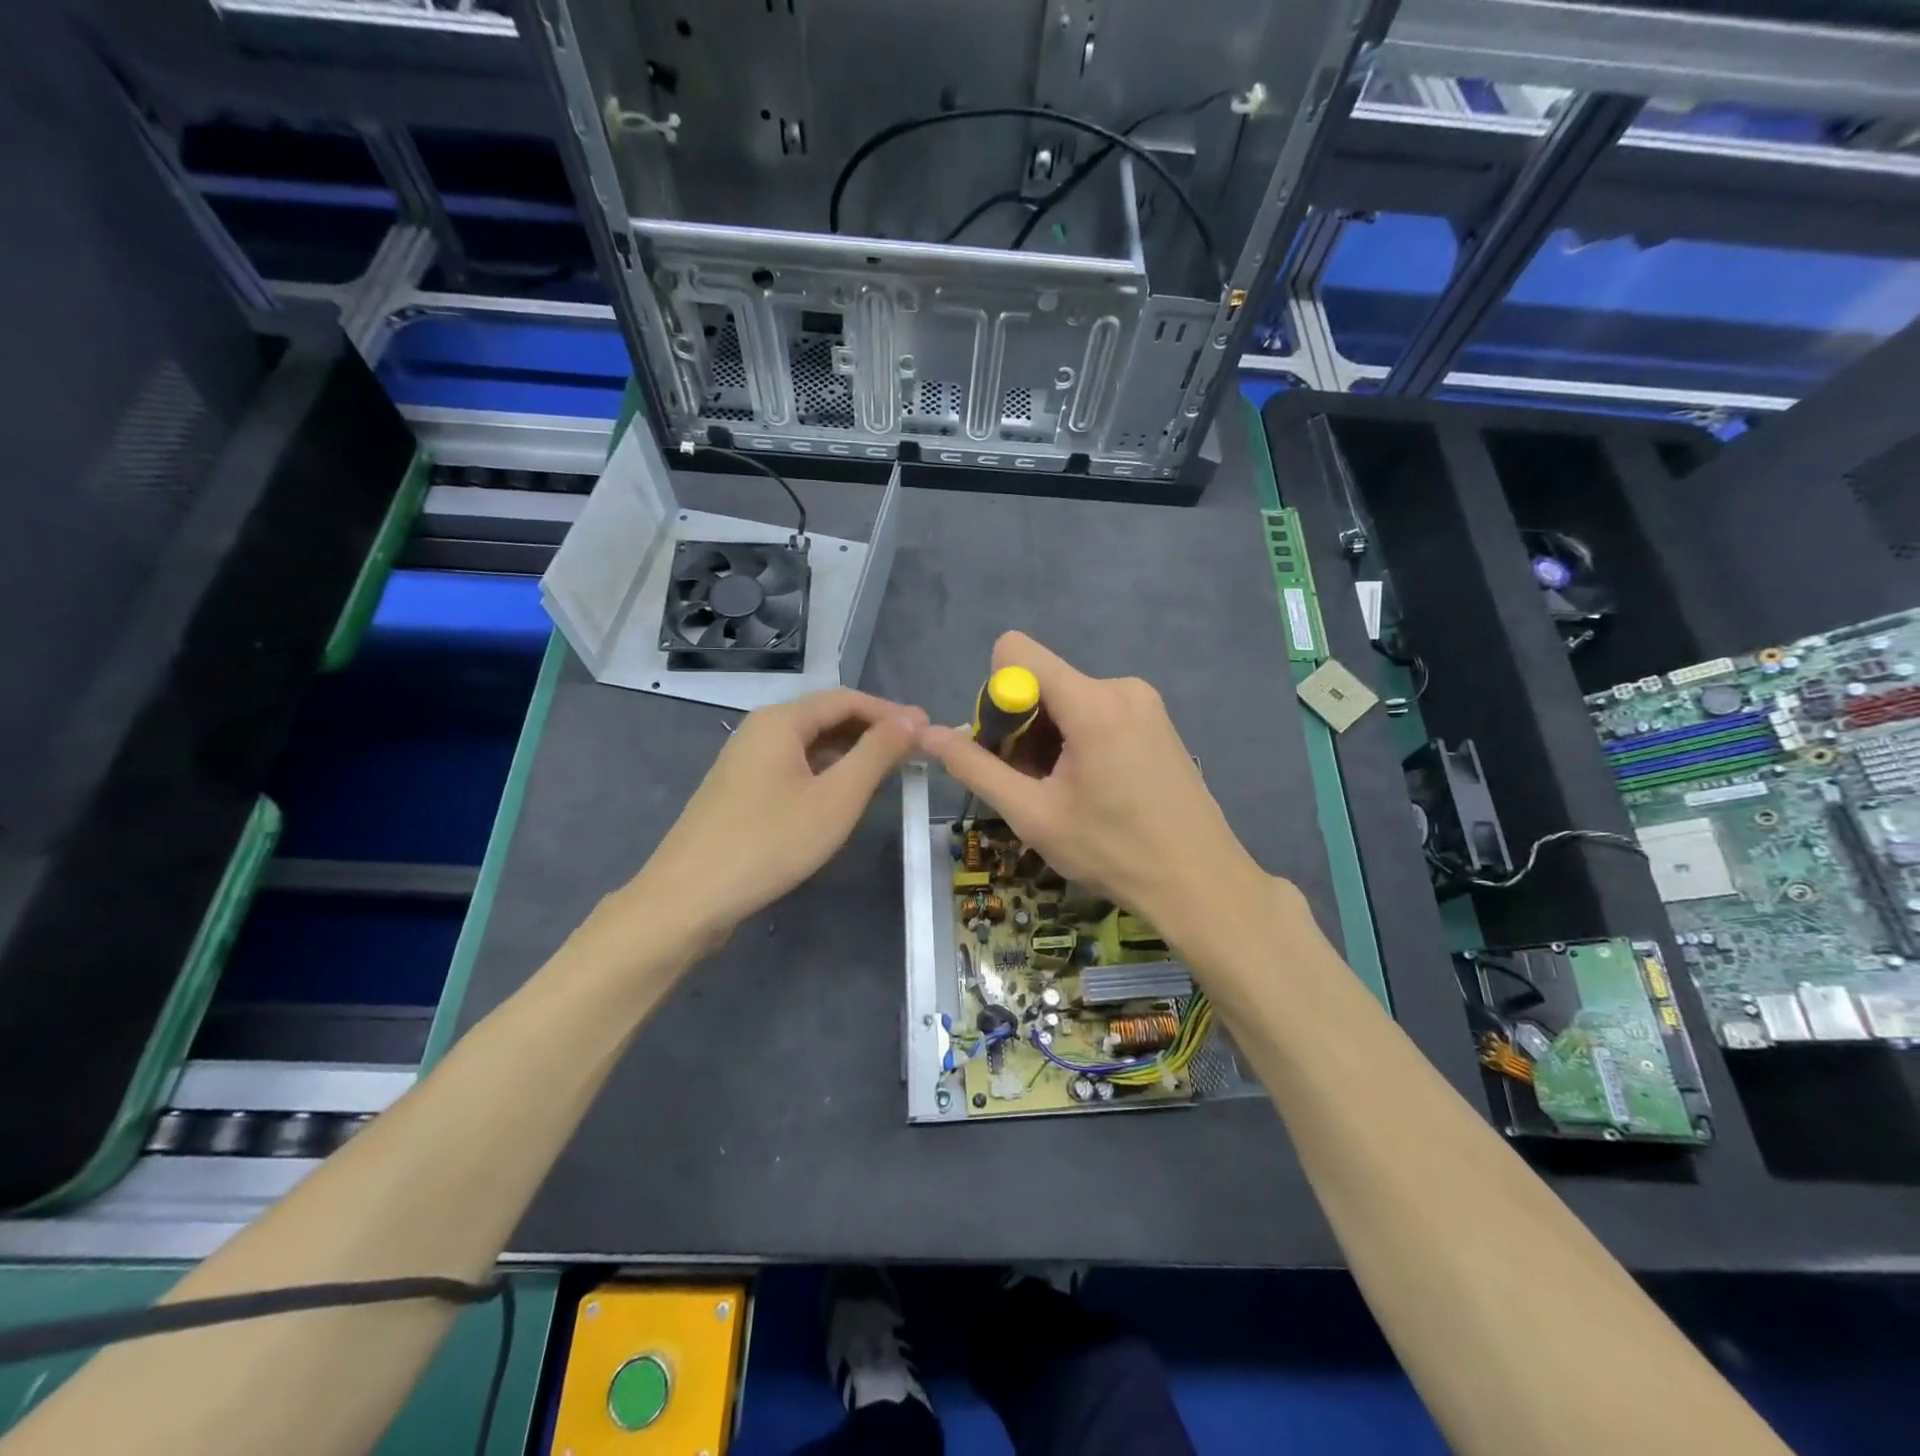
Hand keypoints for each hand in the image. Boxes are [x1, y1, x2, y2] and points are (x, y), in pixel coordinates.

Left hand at [620, 688, 926, 949]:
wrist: (689, 898)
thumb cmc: (770, 842)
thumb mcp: (836, 797)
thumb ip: (877, 753)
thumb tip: (912, 719)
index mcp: (781, 721)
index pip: (847, 699)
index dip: (890, 712)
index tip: (928, 731)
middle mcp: (760, 730)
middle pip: (826, 718)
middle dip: (873, 731)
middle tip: (915, 754)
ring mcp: (746, 762)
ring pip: (810, 746)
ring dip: (851, 754)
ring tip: (889, 774)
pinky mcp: (741, 792)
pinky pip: (794, 769)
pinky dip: (827, 774)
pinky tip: (843, 798)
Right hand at [918, 632, 1266, 940]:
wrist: (1200, 883)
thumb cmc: (1113, 852)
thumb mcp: (1033, 815)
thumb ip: (975, 768)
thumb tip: (927, 735)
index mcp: (1092, 701)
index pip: (1016, 651)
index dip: (997, 696)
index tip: (1008, 749)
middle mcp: (1120, 686)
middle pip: (1042, 679)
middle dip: (1022, 727)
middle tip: (1034, 785)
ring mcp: (1145, 702)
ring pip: (1068, 699)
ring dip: (1050, 739)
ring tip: (1066, 794)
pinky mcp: (1157, 720)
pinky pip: (1098, 711)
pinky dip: (1079, 740)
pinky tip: (1094, 788)